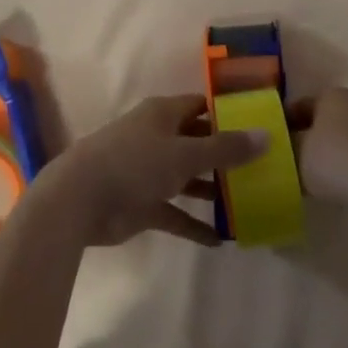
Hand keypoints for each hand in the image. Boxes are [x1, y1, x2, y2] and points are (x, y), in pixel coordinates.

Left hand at [39, 94, 265, 247]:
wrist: (80, 199)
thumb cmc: (134, 163)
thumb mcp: (185, 153)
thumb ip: (226, 149)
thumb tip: (267, 135)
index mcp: (164, 114)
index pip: (201, 106)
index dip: (228, 113)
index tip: (259, 124)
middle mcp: (157, 138)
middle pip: (196, 142)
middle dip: (224, 155)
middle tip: (262, 168)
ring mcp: (148, 172)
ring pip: (187, 178)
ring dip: (212, 190)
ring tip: (249, 203)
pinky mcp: (142, 204)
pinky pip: (175, 213)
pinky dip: (194, 225)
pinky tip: (222, 241)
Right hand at [289, 87, 347, 207]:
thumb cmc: (332, 158)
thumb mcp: (296, 151)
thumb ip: (284, 144)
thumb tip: (278, 144)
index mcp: (331, 95)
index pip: (300, 104)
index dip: (283, 121)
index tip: (272, 140)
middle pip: (321, 121)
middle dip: (304, 137)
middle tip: (286, 157)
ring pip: (337, 140)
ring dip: (323, 154)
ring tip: (305, 175)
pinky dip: (340, 168)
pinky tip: (329, 185)